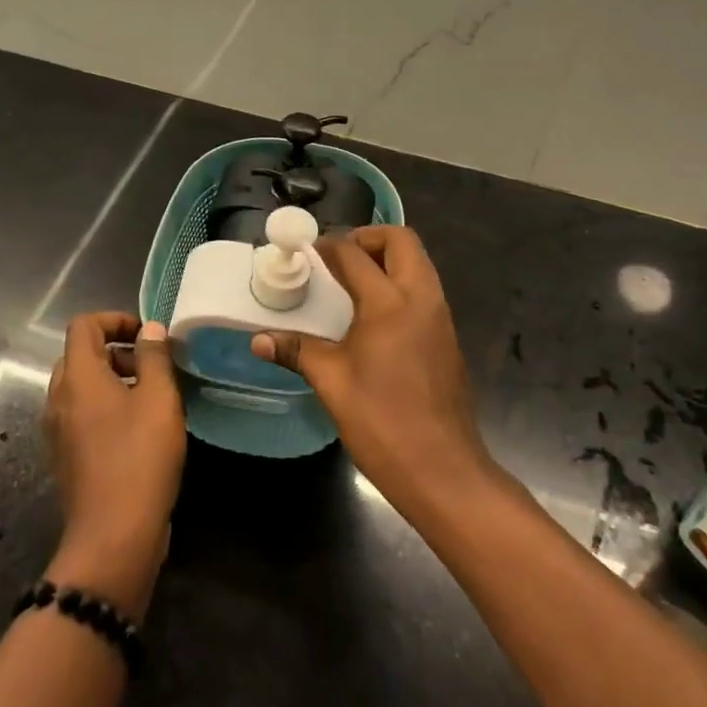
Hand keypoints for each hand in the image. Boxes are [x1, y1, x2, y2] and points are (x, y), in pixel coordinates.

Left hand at [43, 314, 185, 618]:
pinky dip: (106, 407)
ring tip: (152, 398)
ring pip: (81, 387)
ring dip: (112, 380)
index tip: (147, 335)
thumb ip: (154, 357)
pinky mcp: (66, 456)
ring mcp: (58, 430)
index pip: (83, 325)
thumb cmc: (140, 457)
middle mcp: (59, 398)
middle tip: (152, 367)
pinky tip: (138, 429)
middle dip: (116, 350)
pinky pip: (81, 415)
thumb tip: (150, 329)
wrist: (114, 534)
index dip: (115, 319)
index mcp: (77, 377)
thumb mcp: (159, 399)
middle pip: (80, 355)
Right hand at [252, 226, 494, 514]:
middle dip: (369, 237)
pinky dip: (401, 284)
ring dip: (387, 259)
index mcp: (390, 303)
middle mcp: (422, 298)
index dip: (328, 246)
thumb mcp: (332, 383)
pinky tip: (375, 317)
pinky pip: (425, 290)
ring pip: (418, 264)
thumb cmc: (382, 422)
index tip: (307, 250)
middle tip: (338, 258)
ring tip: (352, 283)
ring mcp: (441, 317)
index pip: (355, 254)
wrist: (442, 469)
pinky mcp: (447, 337)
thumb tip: (258, 340)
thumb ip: (297, 351)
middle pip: (401, 241)